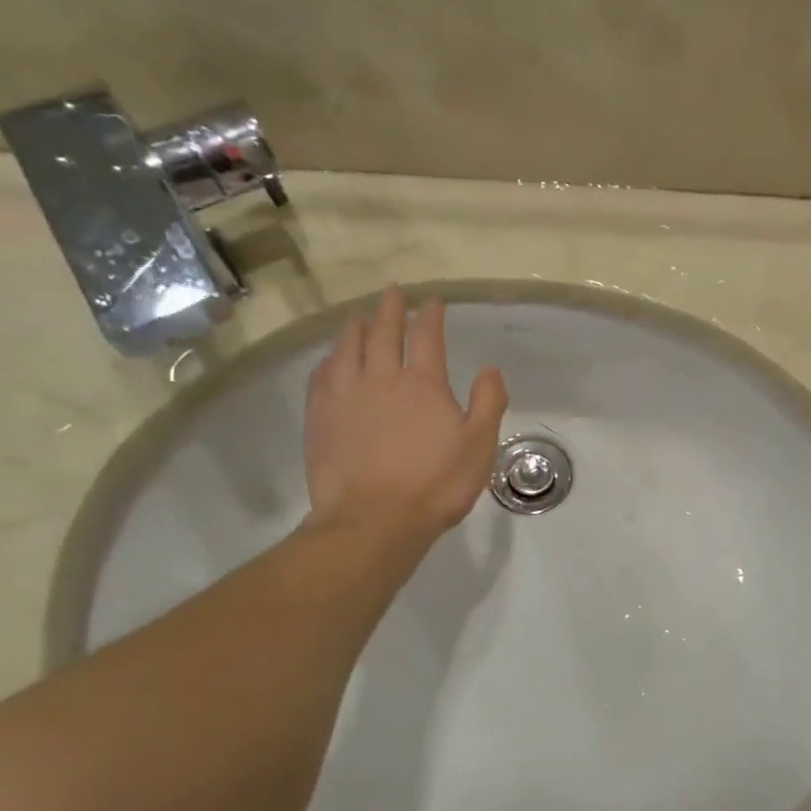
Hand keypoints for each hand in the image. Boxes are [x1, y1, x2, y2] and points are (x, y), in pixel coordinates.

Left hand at [303, 286, 507, 541]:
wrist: (373, 520)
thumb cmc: (436, 484)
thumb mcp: (479, 445)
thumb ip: (489, 402)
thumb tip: (490, 368)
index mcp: (423, 383)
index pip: (427, 336)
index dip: (430, 314)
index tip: (433, 300)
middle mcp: (381, 378)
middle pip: (382, 332)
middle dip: (390, 308)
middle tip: (391, 291)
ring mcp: (345, 396)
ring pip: (347, 348)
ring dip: (355, 327)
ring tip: (358, 317)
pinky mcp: (320, 417)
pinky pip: (322, 375)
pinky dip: (330, 359)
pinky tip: (331, 360)